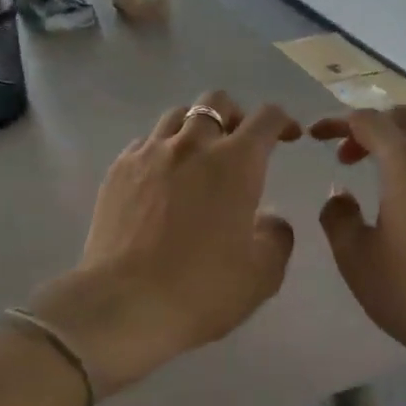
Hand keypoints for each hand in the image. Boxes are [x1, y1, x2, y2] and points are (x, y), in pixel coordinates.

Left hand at [28, 92, 300, 396]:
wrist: (125, 304)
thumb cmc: (202, 289)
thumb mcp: (262, 273)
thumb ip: (277, 236)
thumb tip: (269, 219)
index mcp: (236, 162)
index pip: (266, 117)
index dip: (282, 121)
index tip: (288, 137)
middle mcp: (192, 144)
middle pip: (216, 101)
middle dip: (236, 114)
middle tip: (240, 143)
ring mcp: (149, 154)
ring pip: (177, 116)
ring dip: (195, 127)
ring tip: (198, 157)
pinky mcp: (118, 170)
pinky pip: (145, 143)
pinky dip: (161, 150)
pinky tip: (161, 179)